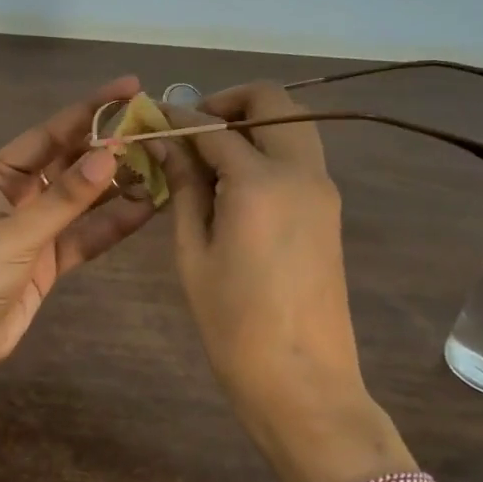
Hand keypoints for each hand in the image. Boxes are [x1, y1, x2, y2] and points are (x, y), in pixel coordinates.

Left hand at [0, 76, 155, 392]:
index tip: (132, 88)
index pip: (51, 132)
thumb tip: (112, 154)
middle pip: (71, 162)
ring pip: (84, 200)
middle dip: (111, 148)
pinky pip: (85, 234)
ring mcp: (35, 228)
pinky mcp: (48, 261)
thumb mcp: (16, 232)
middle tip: (158, 131)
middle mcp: (18, 193)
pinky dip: (112, 224)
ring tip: (164, 167)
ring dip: (118, 186)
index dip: (91, 109)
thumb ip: (66, 198)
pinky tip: (146, 208)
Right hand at [161, 84, 411, 481]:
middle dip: (229, 101)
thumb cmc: (232, 323)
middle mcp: (301, 172)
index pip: (214, 127)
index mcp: (260, 182)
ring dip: (253, 121)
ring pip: (294, 124)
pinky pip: (300, 155)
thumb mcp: (193, 253)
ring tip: (210, 152)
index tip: (153, 116)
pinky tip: (235, 178)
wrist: (302, 381)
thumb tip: (166, 144)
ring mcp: (323, 189)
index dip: (179, 116)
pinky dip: (269, 146)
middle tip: (192, 128)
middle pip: (274, 102)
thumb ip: (183, 188)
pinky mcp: (330, 209)